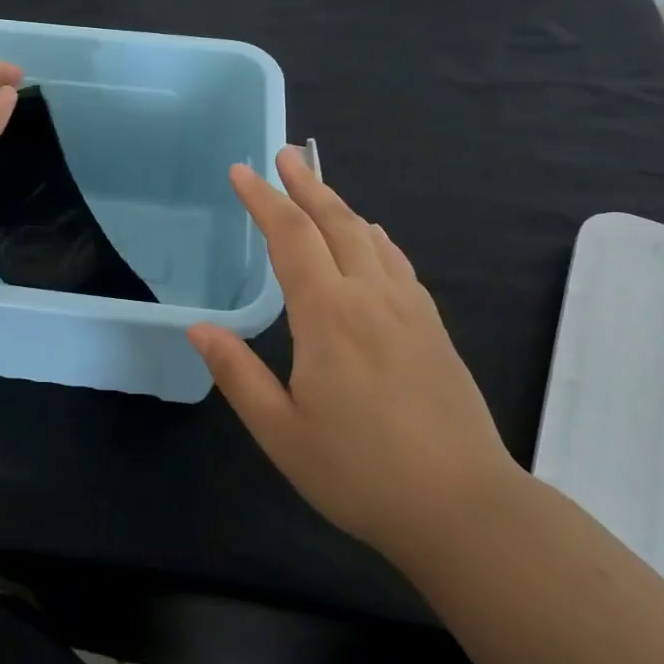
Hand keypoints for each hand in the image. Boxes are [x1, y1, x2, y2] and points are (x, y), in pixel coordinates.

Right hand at [188, 149, 521, 565]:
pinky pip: (398, 263)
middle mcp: (370, 297)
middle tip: (284, 155)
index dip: (263, 200)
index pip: (289, 237)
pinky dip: (375, 238)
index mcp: (328, 315)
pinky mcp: (433, 328)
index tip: (241, 171)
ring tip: (317, 187)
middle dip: (305, 185)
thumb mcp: (281, 432)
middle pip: (335, 222)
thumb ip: (237, 374)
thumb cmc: (360, 473)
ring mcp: (409, 310)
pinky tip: (372, 237)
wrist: (464, 508)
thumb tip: (199, 328)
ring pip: (370, 237)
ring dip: (339, 206)